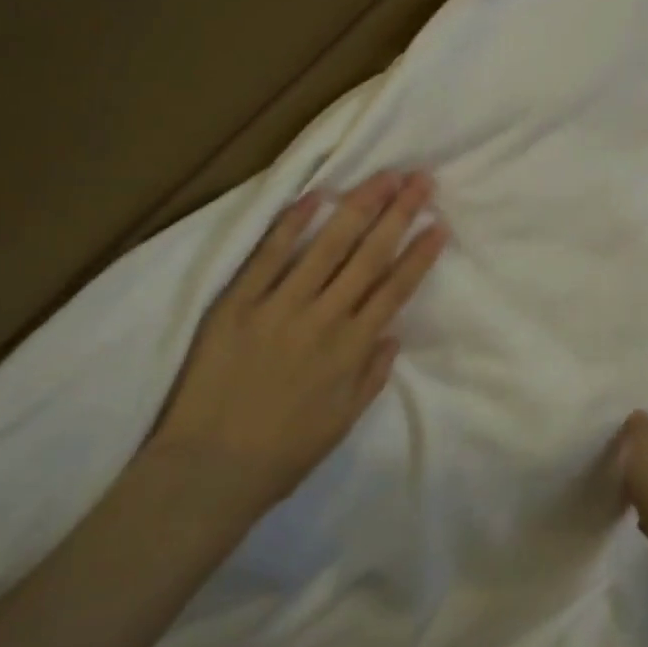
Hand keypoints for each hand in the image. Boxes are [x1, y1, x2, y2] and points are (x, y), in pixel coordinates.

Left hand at [151, 170, 447, 516]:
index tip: (438, 225)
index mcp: (351, 350)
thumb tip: (394, 336)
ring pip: (327, 246)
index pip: (394, 290)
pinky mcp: (238, 303)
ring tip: (383, 176)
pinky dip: (292, 223)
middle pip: (368, 256)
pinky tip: (316, 195)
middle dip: (399, 214)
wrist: (208, 470)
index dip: (419, 255)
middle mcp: (323, 319)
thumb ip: (371, 376)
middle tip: (421, 180)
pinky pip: (268, 255)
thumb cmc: (283, 453)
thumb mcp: (342, 422)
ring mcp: (279, 307)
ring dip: (358, 207)